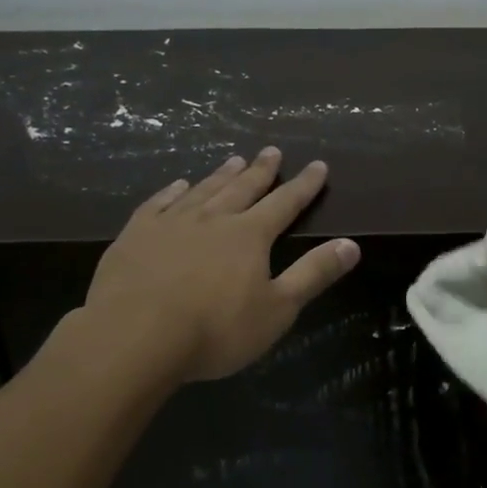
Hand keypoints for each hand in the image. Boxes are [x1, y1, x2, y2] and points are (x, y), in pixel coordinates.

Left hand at [77, 148, 361, 381]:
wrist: (135, 337)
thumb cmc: (215, 330)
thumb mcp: (278, 309)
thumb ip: (314, 274)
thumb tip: (351, 245)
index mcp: (249, 235)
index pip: (285, 203)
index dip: (304, 185)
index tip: (318, 165)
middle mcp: (213, 219)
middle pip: (243, 188)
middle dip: (261, 170)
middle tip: (272, 151)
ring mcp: (171, 223)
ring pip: (203, 190)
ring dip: (221, 175)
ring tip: (234, 160)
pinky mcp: (136, 234)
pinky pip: (159, 203)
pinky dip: (172, 191)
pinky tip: (178, 185)